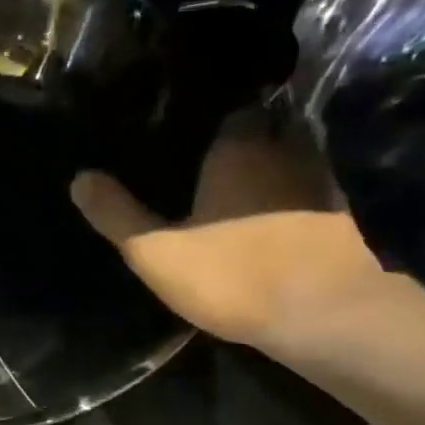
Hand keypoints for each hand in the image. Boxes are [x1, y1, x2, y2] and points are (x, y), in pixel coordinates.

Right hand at [69, 108, 387, 355]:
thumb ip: (117, 215)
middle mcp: (286, 147)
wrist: (324, 314)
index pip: (230, 110)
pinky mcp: (345, 213)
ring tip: (244, 188)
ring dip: (273, 168)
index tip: (191, 136)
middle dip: (245, 140)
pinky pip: (311, 192)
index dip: (211, 121)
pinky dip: (296, 198)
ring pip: (292, 158)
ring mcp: (321, 178)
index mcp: (239, 147)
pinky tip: (276, 219)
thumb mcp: (155, 252)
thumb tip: (79, 178)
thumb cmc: (232, 274)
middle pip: (265, 128)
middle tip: (214, 162)